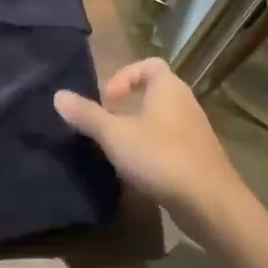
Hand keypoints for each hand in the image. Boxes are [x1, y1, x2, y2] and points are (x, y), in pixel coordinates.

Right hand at [54, 58, 254, 237]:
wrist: (209, 202)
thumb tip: (58, 95)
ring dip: (137, 129)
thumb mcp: (114, 135)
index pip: (149, 64)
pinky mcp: (198, 158)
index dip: (125, 76)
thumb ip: (86, 115)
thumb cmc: (160, 157)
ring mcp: (195, 132)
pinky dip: (151, 150)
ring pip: (161, 120)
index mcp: (169, 88)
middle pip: (154, 93)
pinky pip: (169, 144)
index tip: (107, 99)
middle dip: (126, 105)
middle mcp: (185, 104)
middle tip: (105, 124)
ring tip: (115, 149)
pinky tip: (136, 171)